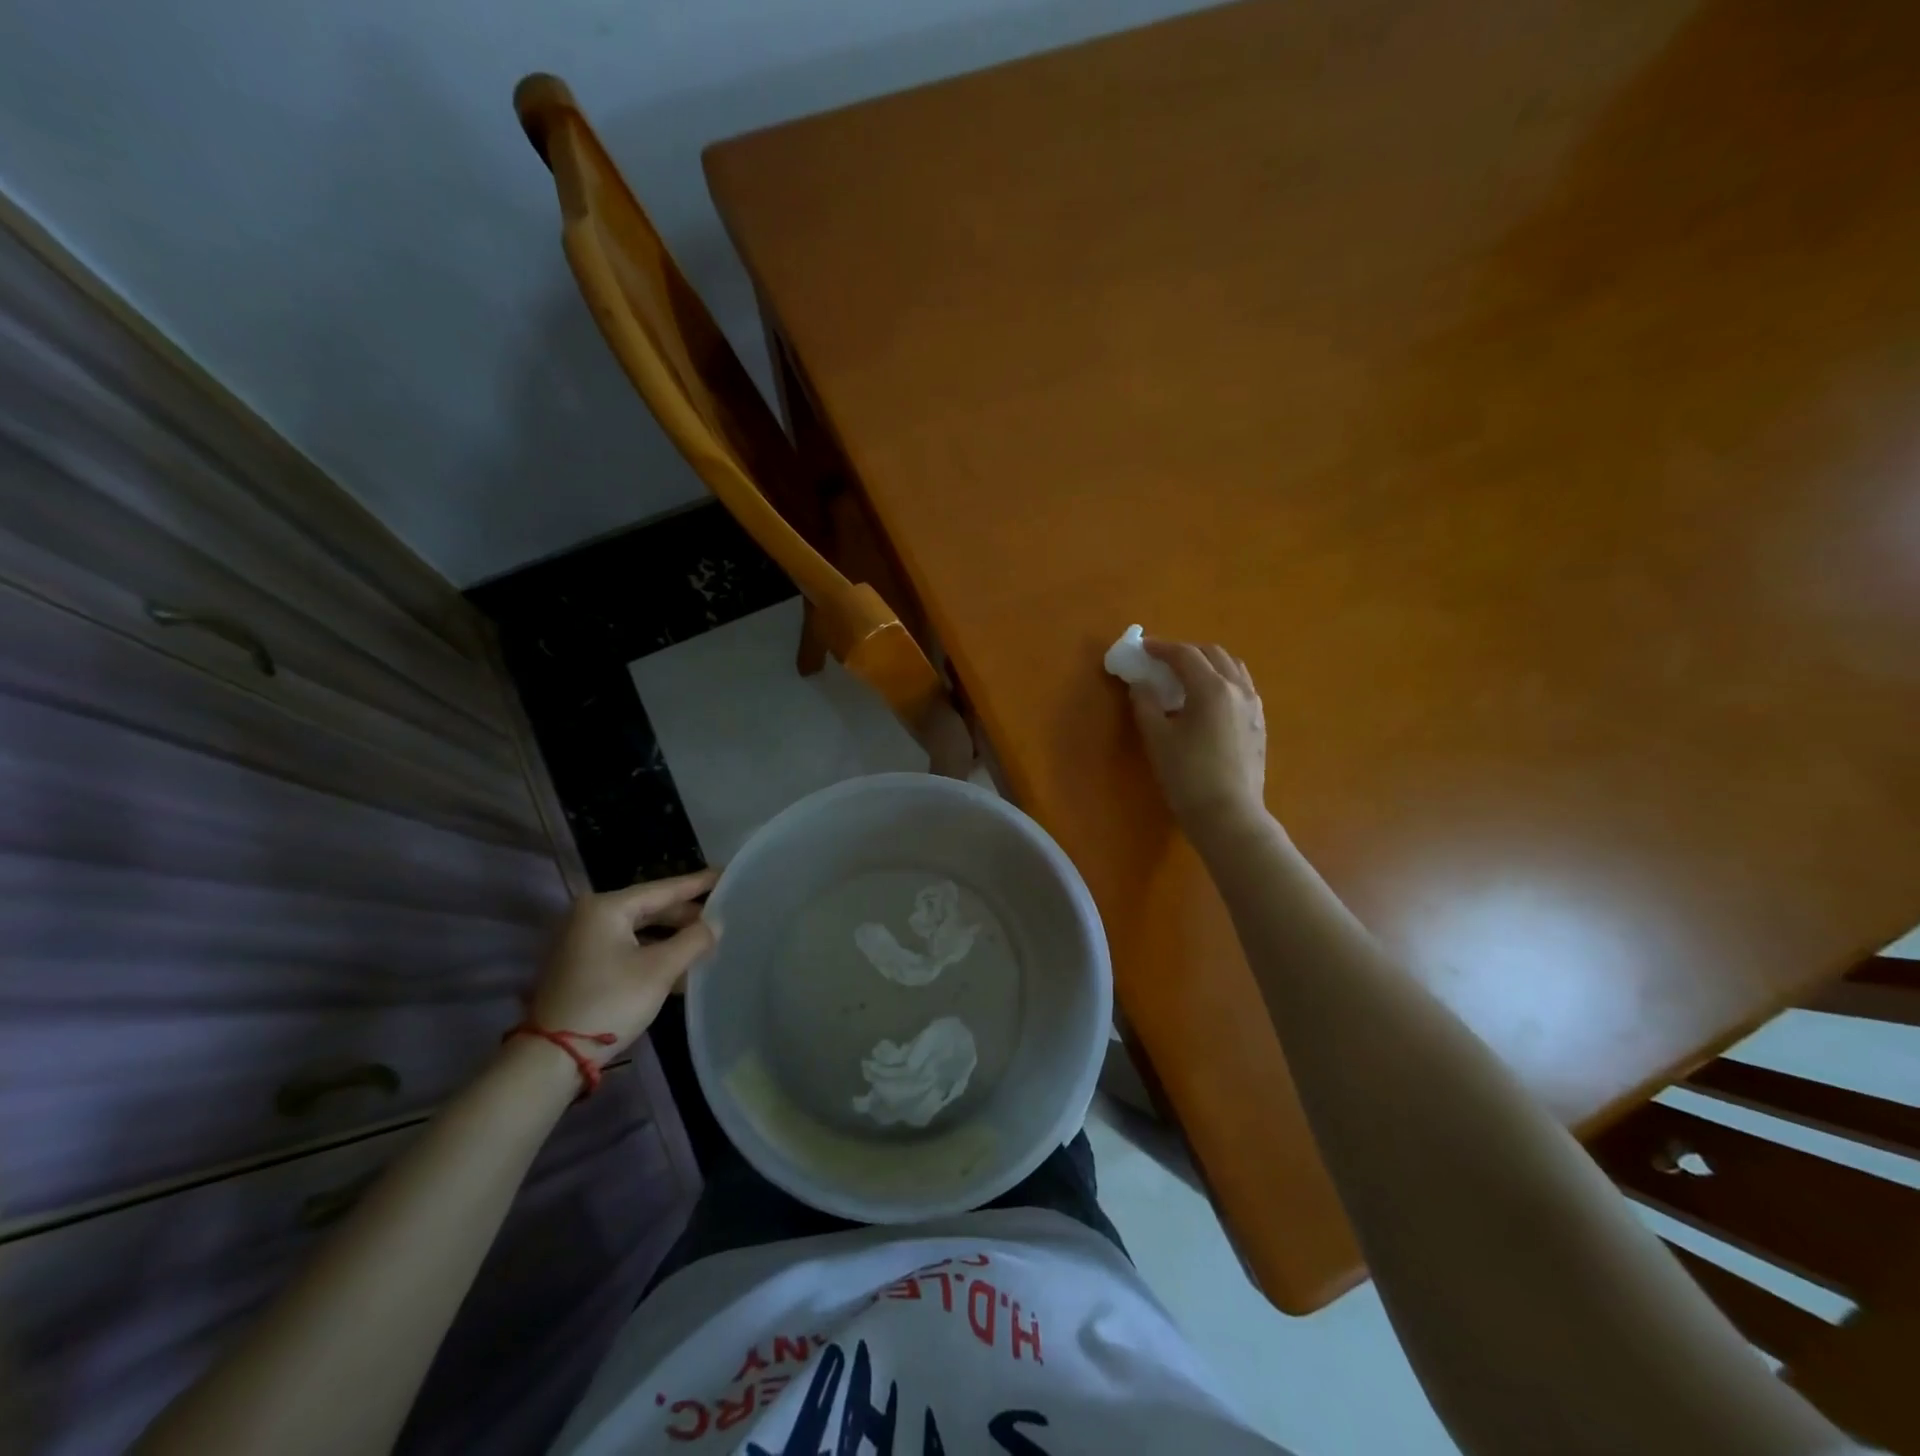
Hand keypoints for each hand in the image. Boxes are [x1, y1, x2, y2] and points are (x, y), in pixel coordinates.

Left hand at [525, 870, 720, 1063]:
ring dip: (671, 937)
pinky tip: (679, 964)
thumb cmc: (610, 1002)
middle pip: (650, 908)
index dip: (697, 883)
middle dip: (685, 915)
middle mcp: (590, 916)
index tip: (725, 874)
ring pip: (639, 930)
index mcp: (606, 908)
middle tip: (721, 915)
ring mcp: (582, 941)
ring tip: (706, 941)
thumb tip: (716, 924)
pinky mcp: (582, 965)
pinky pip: (627, 947)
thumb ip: (693, 940)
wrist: (553, 1056)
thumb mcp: (660, 970)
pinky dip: (653, 952)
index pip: (663, 889)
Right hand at [1129, 640, 1267, 834]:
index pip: (1185, 655)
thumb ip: (1146, 704)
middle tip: (1162, 661)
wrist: (1228, 815)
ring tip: (1187, 677)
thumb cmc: (1187, 776)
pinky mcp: (1259, 724)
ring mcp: (1254, 707)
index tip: (1143, 648)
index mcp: (1212, 688)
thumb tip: (1141, 684)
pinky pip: (1242, 688)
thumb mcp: (1157, 739)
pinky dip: (1222, 681)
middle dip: (1186, 652)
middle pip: (1213, 654)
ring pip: (1232, 668)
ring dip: (1208, 664)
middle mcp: (1238, 689)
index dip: (1161, 648)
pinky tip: (1208, 701)